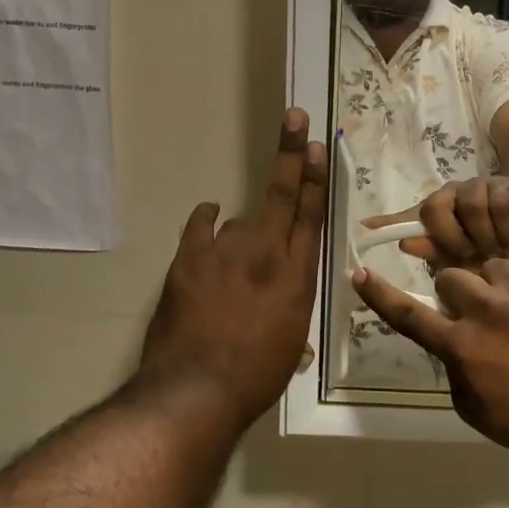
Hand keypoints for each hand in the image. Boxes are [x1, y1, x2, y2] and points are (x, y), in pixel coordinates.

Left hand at [139, 109, 327, 427]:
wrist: (197, 390)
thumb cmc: (255, 375)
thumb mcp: (290, 340)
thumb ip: (289, 303)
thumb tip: (280, 289)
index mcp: (297, 276)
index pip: (311, 215)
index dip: (316, 179)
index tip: (318, 147)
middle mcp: (266, 253)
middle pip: (281, 194)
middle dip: (290, 154)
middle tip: (295, 117)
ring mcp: (226, 251)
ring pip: (239, 222)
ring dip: (241, 236)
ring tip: (232, 274)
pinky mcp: (190, 257)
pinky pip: (201, 225)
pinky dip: (207, 220)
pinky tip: (210, 216)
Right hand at [352, 259, 508, 462]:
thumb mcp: (475, 409)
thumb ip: (454, 368)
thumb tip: (451, 342)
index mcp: (462, 345)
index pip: (409, 315)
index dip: (380, 295)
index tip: (359, 273)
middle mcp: (487, 309)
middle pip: (452, 276)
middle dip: (458, 292)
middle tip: (477, 311)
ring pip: (493, 267)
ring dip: (496, 285)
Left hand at [360, 175, 508, 268]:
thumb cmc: (486, 249)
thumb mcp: (455, 256)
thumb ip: (425, 245)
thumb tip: (380, 233)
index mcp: (438, 207)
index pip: (417, 214)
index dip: (404, 228)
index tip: (393, 241)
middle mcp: (454, 193)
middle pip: (436, 207)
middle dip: (450, 238)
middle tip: (466, 256)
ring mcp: (480, 187)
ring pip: (469, 204)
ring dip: (482, 235)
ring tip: (493, 251)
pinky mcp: (507, 187)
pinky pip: (501, 203)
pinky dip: (505, 227)